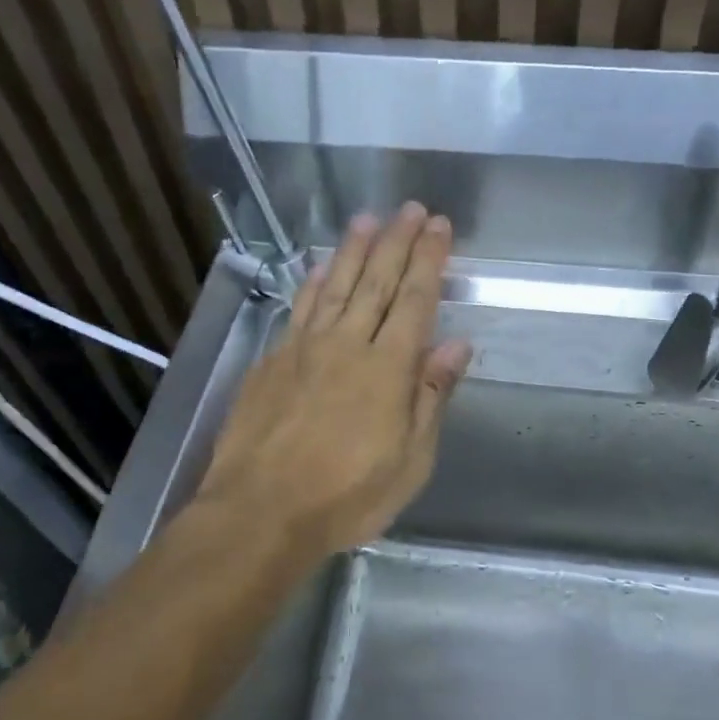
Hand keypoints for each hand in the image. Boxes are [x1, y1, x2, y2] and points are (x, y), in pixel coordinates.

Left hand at [198, 203, 472, 558]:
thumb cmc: (347, 495)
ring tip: (368, 219)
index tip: (440, 226)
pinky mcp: (272, 361)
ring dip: (353, 250)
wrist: (261, 511)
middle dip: (397, 242)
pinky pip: (299, 308)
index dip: (429, 260)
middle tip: (411, 208)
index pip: (415, 299)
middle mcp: (347, 344)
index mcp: (388, 368)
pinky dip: (312, 282)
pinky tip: (319, 267)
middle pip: (376, 281)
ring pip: (334, 286)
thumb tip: (457, 344)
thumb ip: (431, 396)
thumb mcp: (410, 460)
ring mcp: (304, 348)